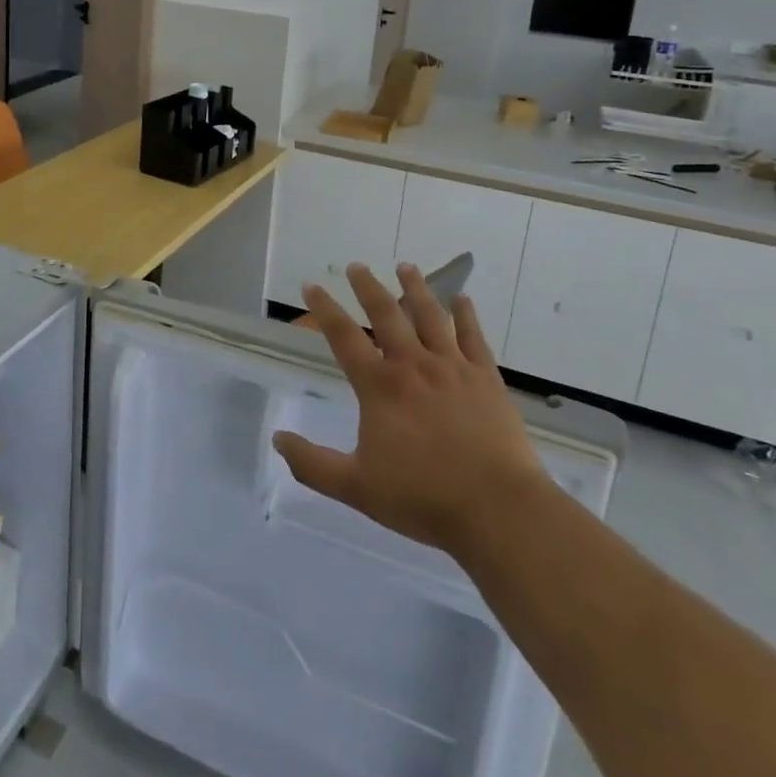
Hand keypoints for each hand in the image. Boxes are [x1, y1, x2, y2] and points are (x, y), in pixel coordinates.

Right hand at [274, 262, 548, 555]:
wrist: (498, 509)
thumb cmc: (423, 498)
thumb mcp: (356, 487)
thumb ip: (312, 464)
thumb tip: (277, 439)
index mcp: (379, 386)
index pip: (343, 336)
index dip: (324, 309)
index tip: (312, 286)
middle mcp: (412, 365)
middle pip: (386, 313)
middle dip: (368, 286)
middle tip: (357, 266)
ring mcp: (452, 367)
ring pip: (430, 316)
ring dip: (416, 288)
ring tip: (406, 267)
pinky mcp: (486, 378)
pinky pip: (474, 336)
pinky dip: (466, 314)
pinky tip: (462, 299)